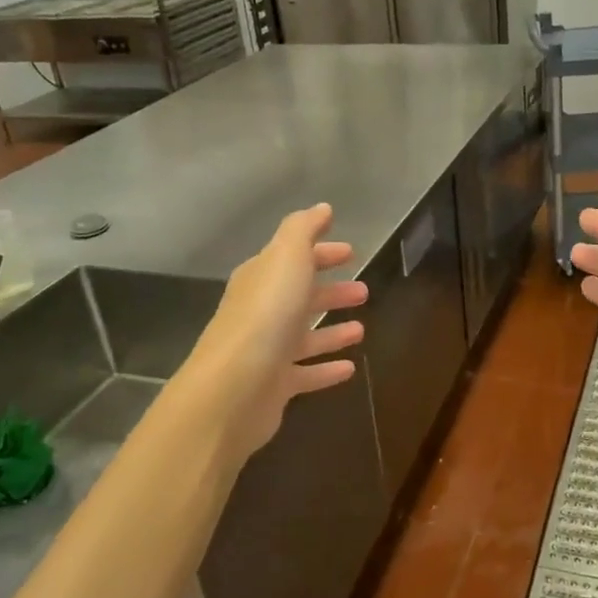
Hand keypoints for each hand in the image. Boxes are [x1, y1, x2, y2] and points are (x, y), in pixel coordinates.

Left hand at [181, 203, 367, 464]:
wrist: (233, 388)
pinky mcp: (275, 387)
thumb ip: (303, 230)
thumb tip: (321, 208)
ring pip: (305, 336)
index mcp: (261, 279)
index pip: (292, 258)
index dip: (321, 252)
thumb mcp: (286, 258)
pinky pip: (306, 374)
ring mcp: (267, 351)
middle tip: (364, 290)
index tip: (350, 252)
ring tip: (362, 329)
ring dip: (332, 331)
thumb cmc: (266, 315)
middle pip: (299, 297)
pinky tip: (351, 369)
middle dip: (330, 291)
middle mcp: (261, 312)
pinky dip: (327, 369)